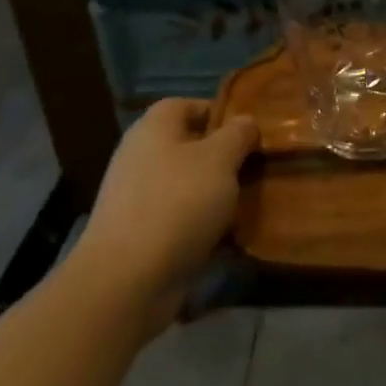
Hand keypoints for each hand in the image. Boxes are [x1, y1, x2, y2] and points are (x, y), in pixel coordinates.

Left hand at [73, 100, 257, 334]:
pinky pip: (181, 218)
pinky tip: (231, 236)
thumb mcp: (220, 159)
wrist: (128, 280)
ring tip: (251, 202)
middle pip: (190, 146)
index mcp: (154, 128)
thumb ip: (238, 134)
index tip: (250, 131)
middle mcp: (141, 156)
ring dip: (217, 193)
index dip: (220, 113)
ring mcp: (138, 197)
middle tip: (258, 168)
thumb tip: (246, 122)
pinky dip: (204, 224)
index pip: (187, 105)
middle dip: (225, 157)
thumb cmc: (177, 203)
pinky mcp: (141, 234)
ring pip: (188, 184)